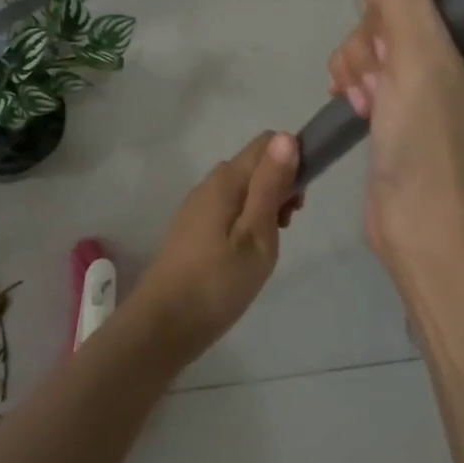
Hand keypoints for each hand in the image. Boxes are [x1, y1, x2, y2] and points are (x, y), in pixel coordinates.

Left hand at [132, 131, 302, 357]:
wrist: (164, 325)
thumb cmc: (218, 282)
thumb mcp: (256, 234)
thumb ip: (270, 185)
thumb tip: (286, 137)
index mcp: (225, 179)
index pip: (266, 143)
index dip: (292, 161)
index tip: (299, 201)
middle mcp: (209, 184)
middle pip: (255, 166)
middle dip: (280, 187)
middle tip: (285, 229)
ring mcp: (197, 207)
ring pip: (243, 190)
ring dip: (264, 208)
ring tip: (267, 248)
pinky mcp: (192, 230)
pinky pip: (229, 210)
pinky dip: (246, 223)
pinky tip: (246, 256)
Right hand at [327, 0, 463, 287]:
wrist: (428, 237)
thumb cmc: (435, 148)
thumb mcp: (420, 61)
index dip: (399, 8)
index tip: (392, 50)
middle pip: (405, 10)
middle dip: (376, 42)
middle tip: (376, 84)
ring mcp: (448, 85)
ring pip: (385, 39)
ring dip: (362, 64)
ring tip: (365, 103)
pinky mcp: (418, 110)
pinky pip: (379, 70)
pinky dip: (360, 83)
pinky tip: (356, 107)